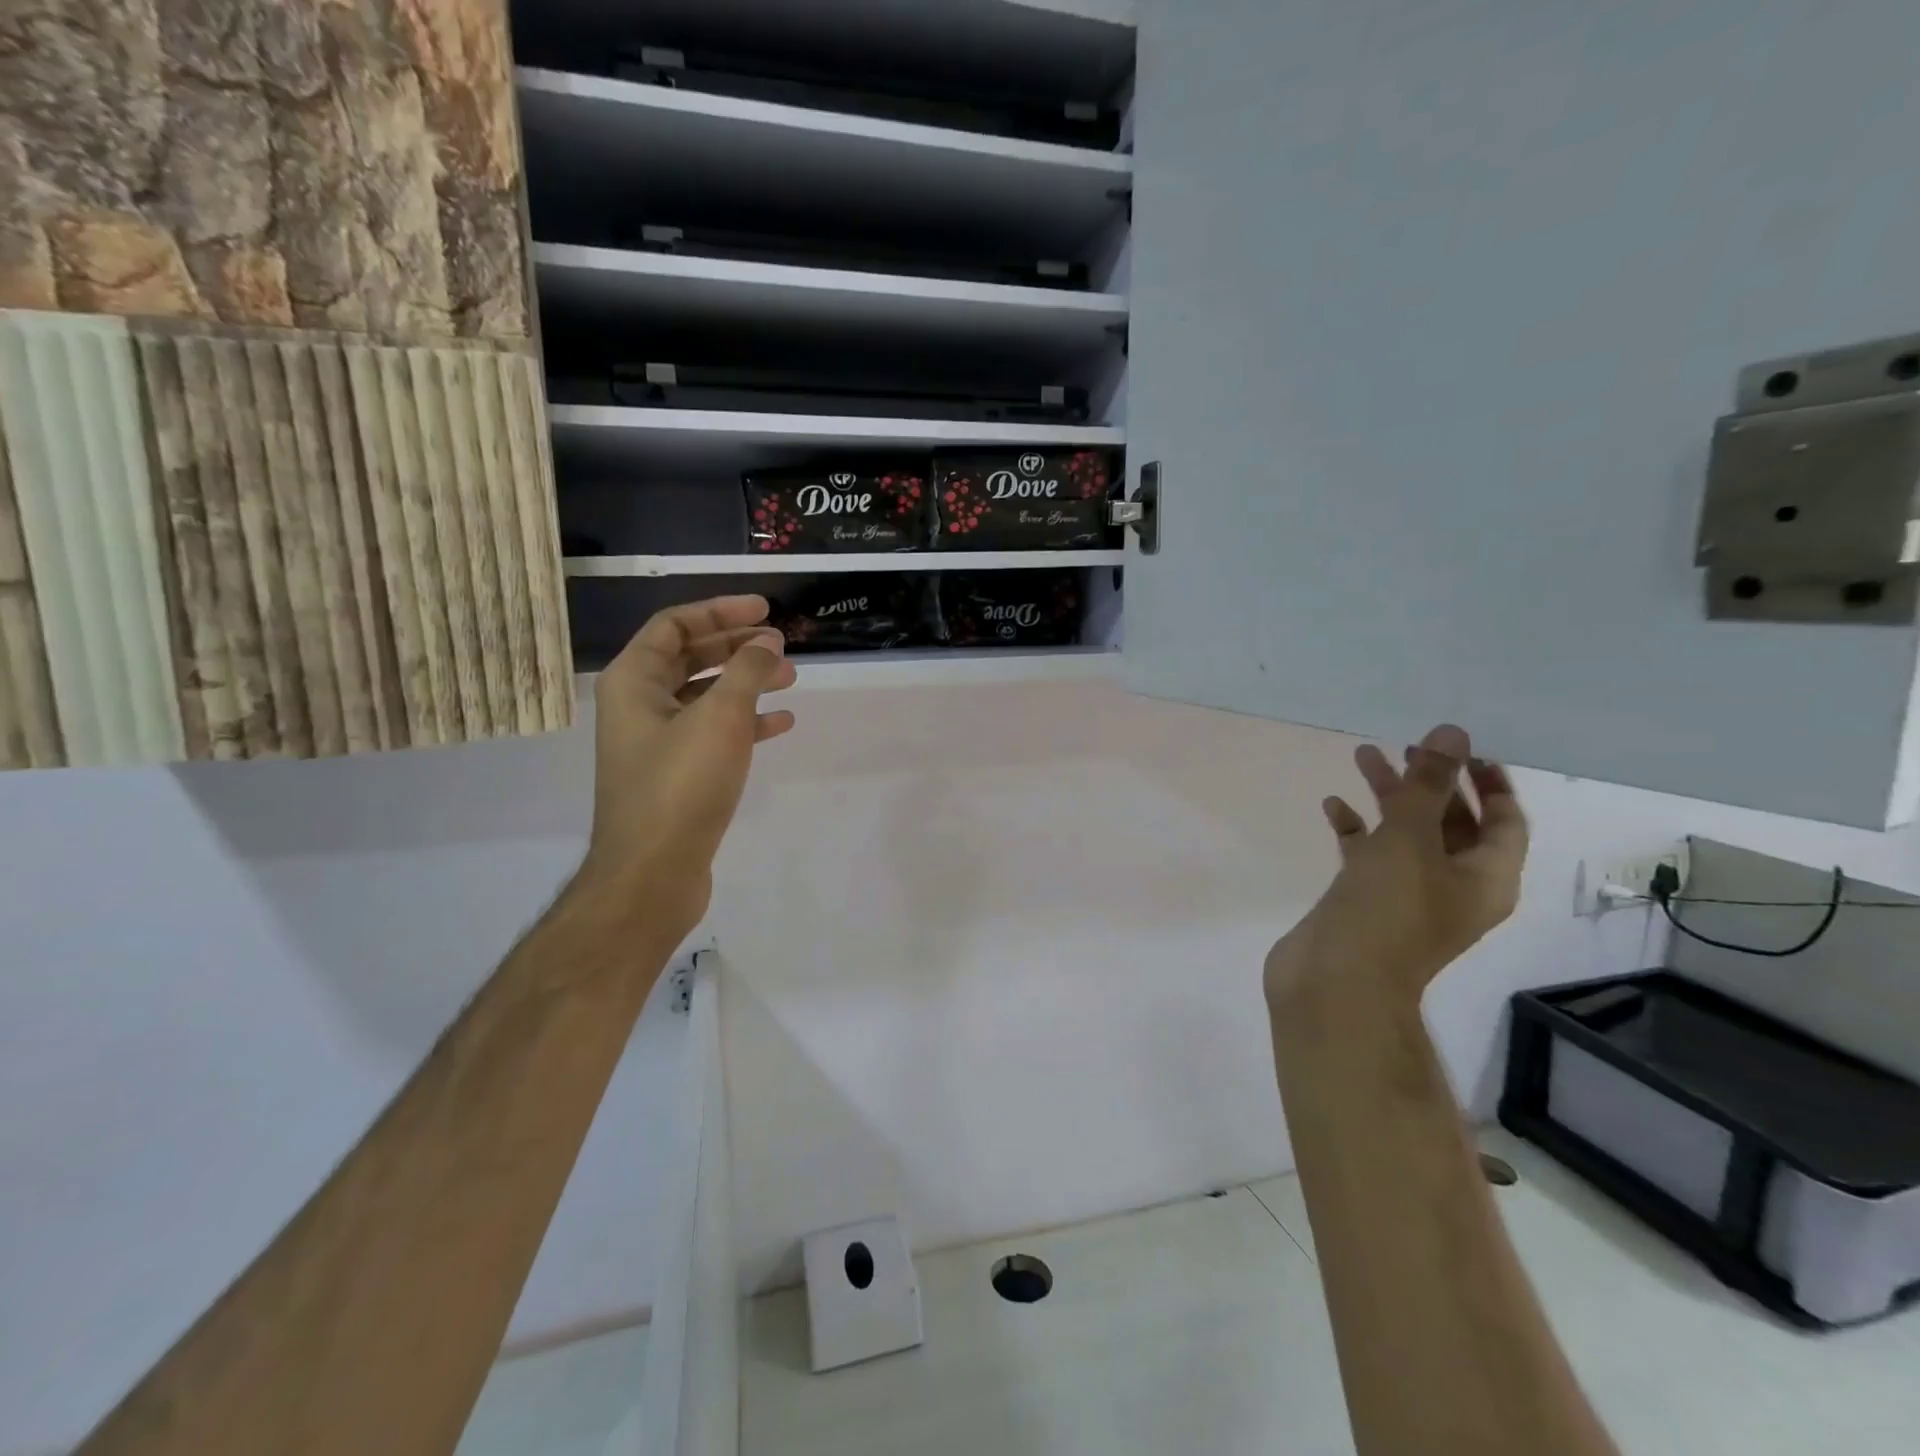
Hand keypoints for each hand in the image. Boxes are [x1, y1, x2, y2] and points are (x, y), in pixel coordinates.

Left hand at [575, 596, 796, 930]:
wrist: (652, 873)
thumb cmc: (681, 785)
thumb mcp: (720, 717)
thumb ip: (748, 670)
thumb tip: (768, 642)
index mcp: (633, 682)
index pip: (674, 625)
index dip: (720, 611)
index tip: (765, 610)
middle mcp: (639, 706)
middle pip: (690, 658)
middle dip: (737, 648)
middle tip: (781, 645)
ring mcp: (656, 743)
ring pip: (705, 697)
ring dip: (746, 683)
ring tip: (791, 679)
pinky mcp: (676, 775)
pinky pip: (713, 734)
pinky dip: (745, 723)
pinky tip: (780, 725)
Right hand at [1265, 725, 1527, 1011]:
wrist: (1336, 980)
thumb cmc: (1387, 910)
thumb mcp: (1411, 840)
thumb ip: (1428, 786)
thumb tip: (1451, 733)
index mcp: (1486, 877)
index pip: (1504, 820)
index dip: (1488, 780)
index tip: (1460, 745)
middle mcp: (1453, 885)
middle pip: (1451, 823)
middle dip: (1429, 782)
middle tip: (1404, 745)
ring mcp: (1407, 894)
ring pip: (1405, 835)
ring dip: (1388, 798)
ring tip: (1361, 757)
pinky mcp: (1367, 900)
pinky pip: (1368, 854)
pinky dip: (1355, 829)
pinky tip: (1332, 806)